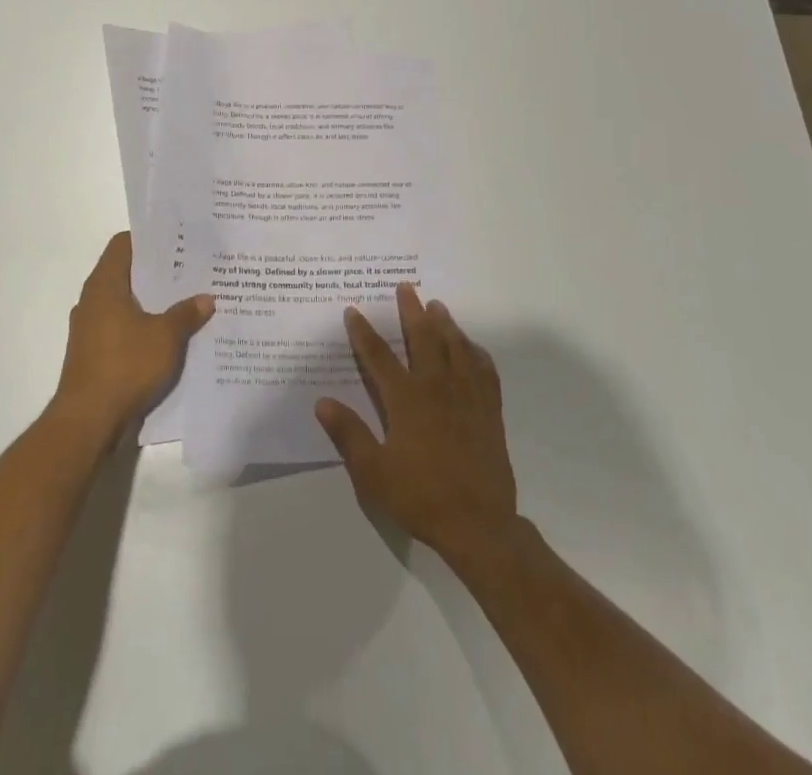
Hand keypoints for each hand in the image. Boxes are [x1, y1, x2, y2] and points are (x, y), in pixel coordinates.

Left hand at [52, 232, 214, 436]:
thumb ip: (186, 313)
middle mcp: (92, 300)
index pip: (123, 244)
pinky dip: (142, 326)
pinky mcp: (93, 353)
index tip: (177, 240)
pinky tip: (168, 335)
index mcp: (104, 285)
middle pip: (126, 273)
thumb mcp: (166, 337)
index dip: (149, 239)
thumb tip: (206, 298)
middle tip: (191, 269)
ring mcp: (90, 329)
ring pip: (125, 303)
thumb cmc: (125, 366)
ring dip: (151, 302)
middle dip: (157, 272)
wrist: (88, 422)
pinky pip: (122, 328)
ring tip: (185, 300)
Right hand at [315, 284, 517, 560]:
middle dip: (411, 312)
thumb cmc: (420, 497)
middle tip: (406, 287)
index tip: (353, 310)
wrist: (478, 524)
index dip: (364, 332)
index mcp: (406, 400)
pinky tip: (472, 348)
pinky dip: (476, 353)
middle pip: (423, 339)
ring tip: (438, 306)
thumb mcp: (373, 473)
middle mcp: (437, 388)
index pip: (379, 357)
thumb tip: (322, 402)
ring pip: (455, 348)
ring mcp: (467, 397)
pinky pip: (484, 371)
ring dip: (445, 324)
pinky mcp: (489, 410)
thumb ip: (348, 434)